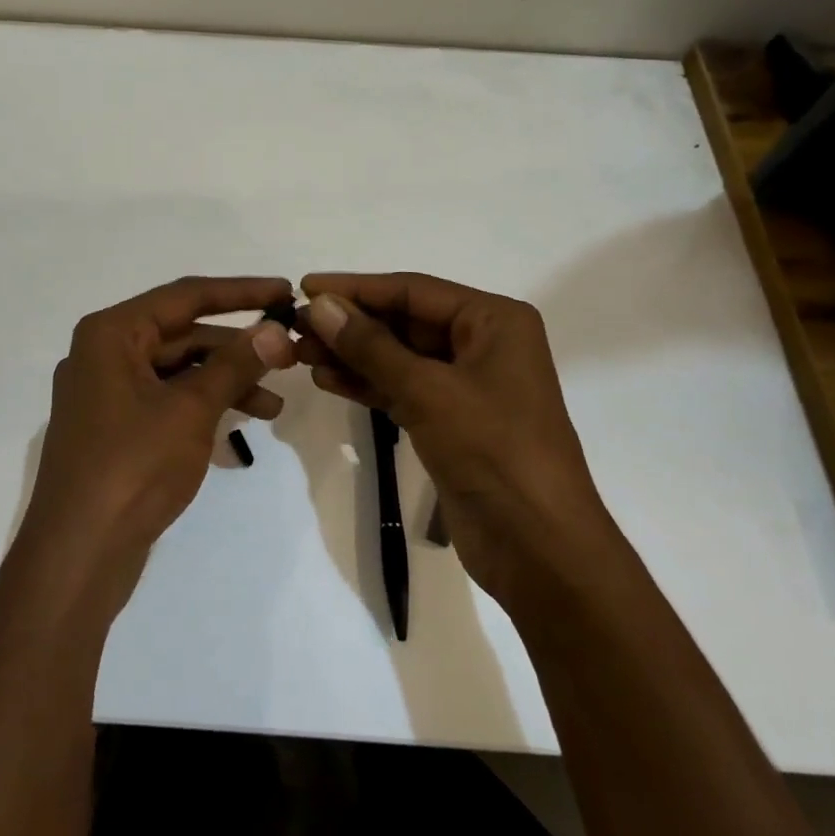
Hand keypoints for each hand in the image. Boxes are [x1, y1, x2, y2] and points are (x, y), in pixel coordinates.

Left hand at [19, 277, 297, 586]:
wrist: (77, 557)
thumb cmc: (132, 468)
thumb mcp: (191, 410)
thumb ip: (235, 365)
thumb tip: (276, 330)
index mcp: (111, 334)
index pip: (186, 296)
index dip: (240, 292)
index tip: (286, 291)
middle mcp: (104, 354)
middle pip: (182, 335)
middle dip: (236, 348)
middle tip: (289, 355)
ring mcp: (106, 394)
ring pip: (177, 372)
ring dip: (225, 383)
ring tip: (274, 408)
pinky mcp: (114, 429)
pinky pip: (166, 402)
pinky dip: (202, 408)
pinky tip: (240, 430)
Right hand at [295, 272, 610, 612]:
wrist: (539, 548)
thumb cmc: (493, 451)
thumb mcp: (428, 391)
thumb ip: (370, 345)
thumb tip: (319, 305)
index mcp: (494, 321)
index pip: (413, 290)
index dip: (356, 288)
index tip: (305, 287)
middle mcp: (482, 343)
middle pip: (404, 321)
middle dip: (350, 324)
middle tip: (295, 326)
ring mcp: (466, 385)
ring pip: (398, 357)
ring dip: (352, 355)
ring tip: (301, 353)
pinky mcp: (450, 421)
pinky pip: (401, 389)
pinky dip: (366, 384)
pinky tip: (326, 379)